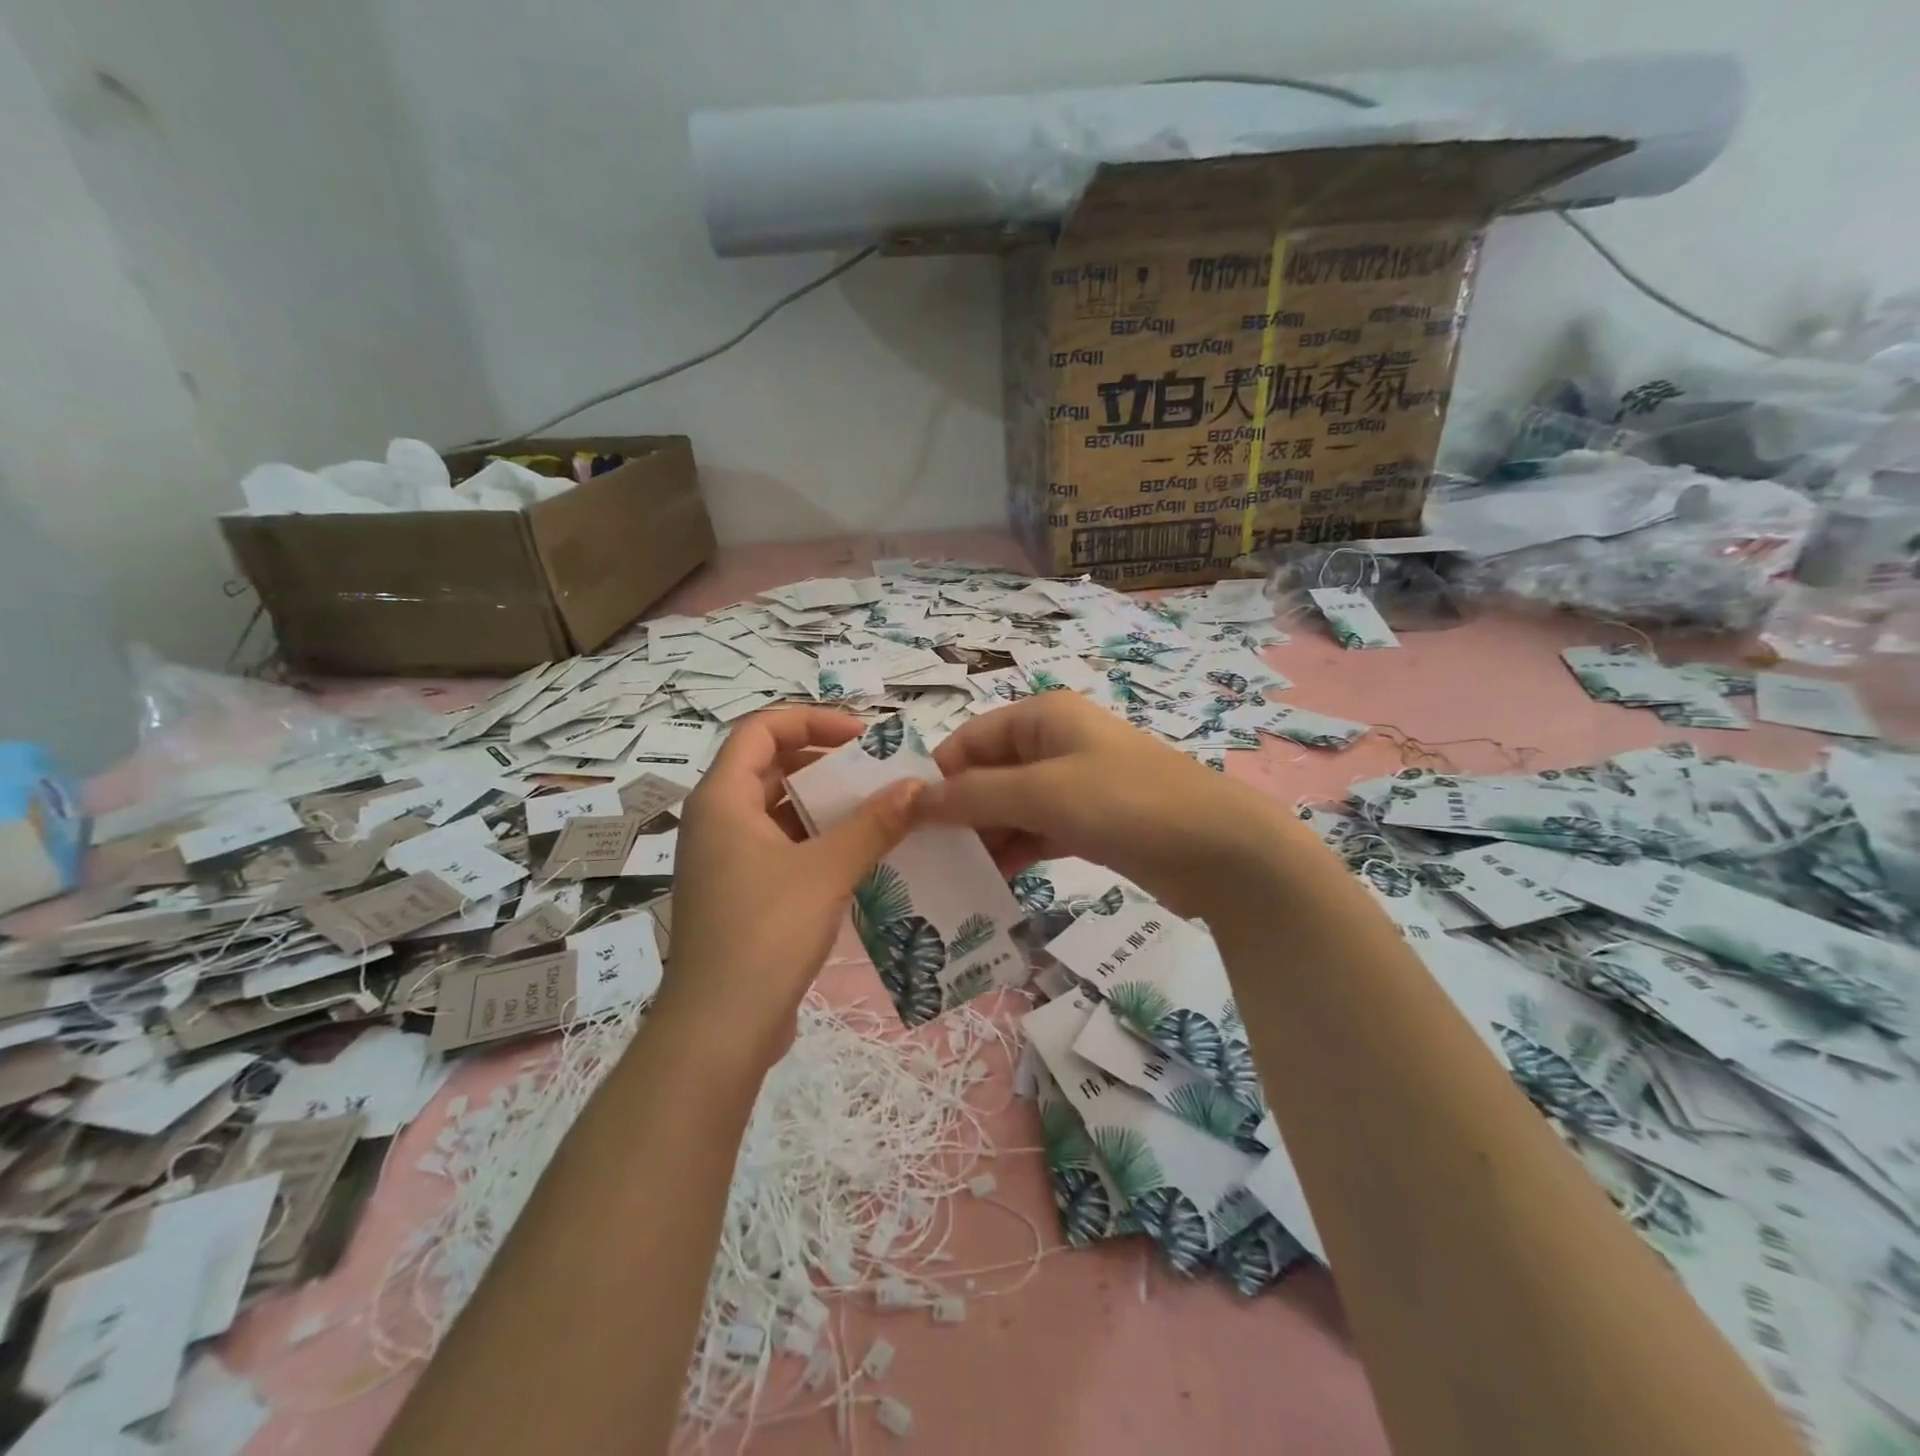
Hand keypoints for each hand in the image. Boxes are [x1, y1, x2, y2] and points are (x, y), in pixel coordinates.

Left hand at [663, 708, 920, 1069]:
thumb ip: (873, 824)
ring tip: (879, 810)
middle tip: (877, 772)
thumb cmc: (765, 933)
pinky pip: (782, 848)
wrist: (720, 1029)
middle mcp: (717, 822)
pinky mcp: (741, 895)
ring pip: (779, 811)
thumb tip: (917, 787)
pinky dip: (818, 841)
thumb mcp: (826, 870)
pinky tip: (861, 855)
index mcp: (722, 800)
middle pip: (770, 767)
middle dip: (825, 763)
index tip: (862, 736)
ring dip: (826, 805)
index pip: (761, 729)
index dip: (812, 720)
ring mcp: (727, 861)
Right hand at [921, 692, 1289, 916]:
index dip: (937, 778)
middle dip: (958, 814)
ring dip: (984, 839)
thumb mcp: (1042, 793)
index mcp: (1042, 717)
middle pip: (987, 775)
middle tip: (924, 861)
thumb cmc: (1125, 802)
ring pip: (1010, 808)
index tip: (906, 825)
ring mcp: (1074, 784)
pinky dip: (1015, 853)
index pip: (969, 740)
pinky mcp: (1090, 823)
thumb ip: (973, 796)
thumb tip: (911, 801)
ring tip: (950, 880)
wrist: (1220, 849)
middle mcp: (1055, 743)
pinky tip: (991, 884)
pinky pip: (1037, 832)